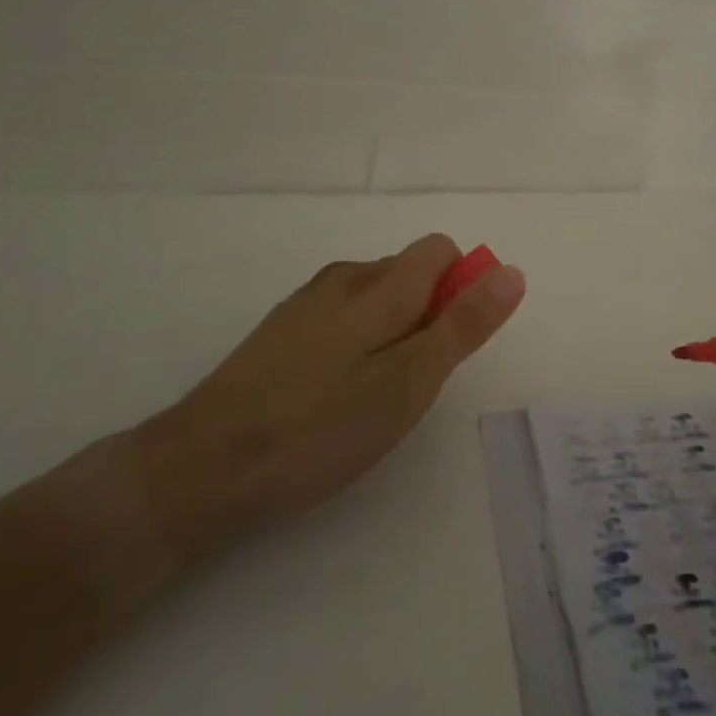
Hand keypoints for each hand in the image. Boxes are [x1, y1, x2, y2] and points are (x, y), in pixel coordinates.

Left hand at [129, 234, 524, 561]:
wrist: (204, 465)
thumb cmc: (321, 426)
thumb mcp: (410, 381)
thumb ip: (463, 324)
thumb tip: (511, 271)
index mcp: (380, 283)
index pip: (441, 250)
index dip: (462, 288)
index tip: (450, 346)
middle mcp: (343, 277)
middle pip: (408, 272)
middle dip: (428, 316)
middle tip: (411, 385)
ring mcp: (305, 303)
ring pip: (374, 298)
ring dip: (393, 333)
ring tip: (373, 397)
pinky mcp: (280, 331)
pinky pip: (340, 319)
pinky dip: (356, 345)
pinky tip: (333, 397)